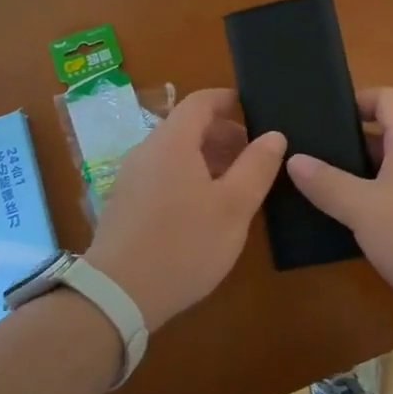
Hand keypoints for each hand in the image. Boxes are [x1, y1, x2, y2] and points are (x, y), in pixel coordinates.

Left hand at [85, 88, 285, 330]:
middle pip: (187, 126)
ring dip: (207, 158)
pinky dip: (188, 176)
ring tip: (236, 183)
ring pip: (174, 153)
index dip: (228, 99)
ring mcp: (131, 177)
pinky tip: (205, 208)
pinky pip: (161, 174)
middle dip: (223, 134)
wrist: (118, 294)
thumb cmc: (183, 244)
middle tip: (255, 155)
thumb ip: (256, 167)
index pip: (200, 101)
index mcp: (172, 142)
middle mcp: (147, 150)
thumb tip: (274, 134)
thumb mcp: (233, 207)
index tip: (254, 108)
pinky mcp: (125, 204)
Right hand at [286, 88, 392, 344]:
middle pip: (381, 135)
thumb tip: (294, 159)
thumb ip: (327, 182)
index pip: (385, 98)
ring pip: (385, 172)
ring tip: (311, 188)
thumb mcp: (363, 208)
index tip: (320, 118)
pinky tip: (340, 224)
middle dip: (344, 143)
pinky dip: (368, 207)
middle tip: (303, 155)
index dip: (354, 101)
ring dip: (353, 178)